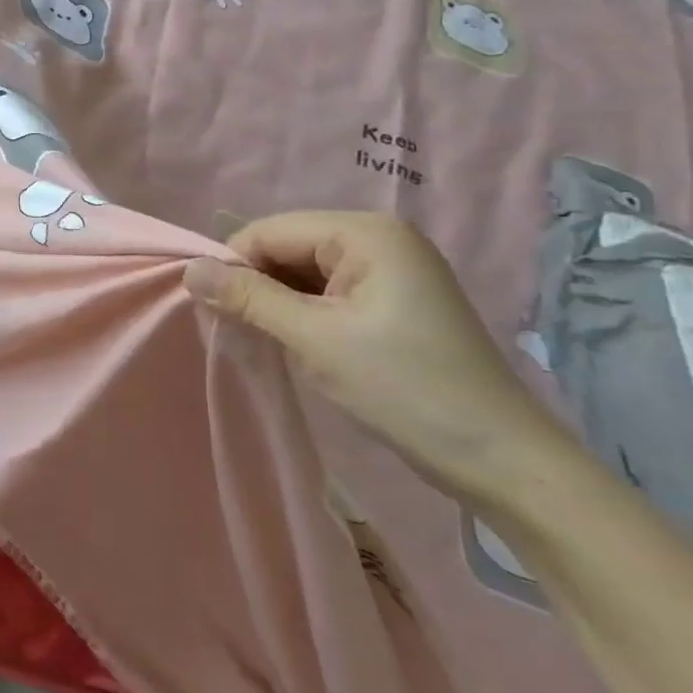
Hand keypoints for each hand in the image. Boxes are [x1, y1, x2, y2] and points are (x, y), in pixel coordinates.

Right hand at [184, 211, 567, 500]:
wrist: (502, 462)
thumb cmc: (405, 388)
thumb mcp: (315, 339)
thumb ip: (248, 297)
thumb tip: (189, 268)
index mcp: (365, 232)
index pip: (272, 230)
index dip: (234, 264)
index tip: (211, 309)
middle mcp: (378, 239)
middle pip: (287, 247)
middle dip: (255, 283)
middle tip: (232, 329)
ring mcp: (389, 271)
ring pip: (304, 272)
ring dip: (275, 301)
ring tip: (259, 339)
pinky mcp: (392, 303)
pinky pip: (327, 293)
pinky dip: (301, 314)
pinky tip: (291, 343)